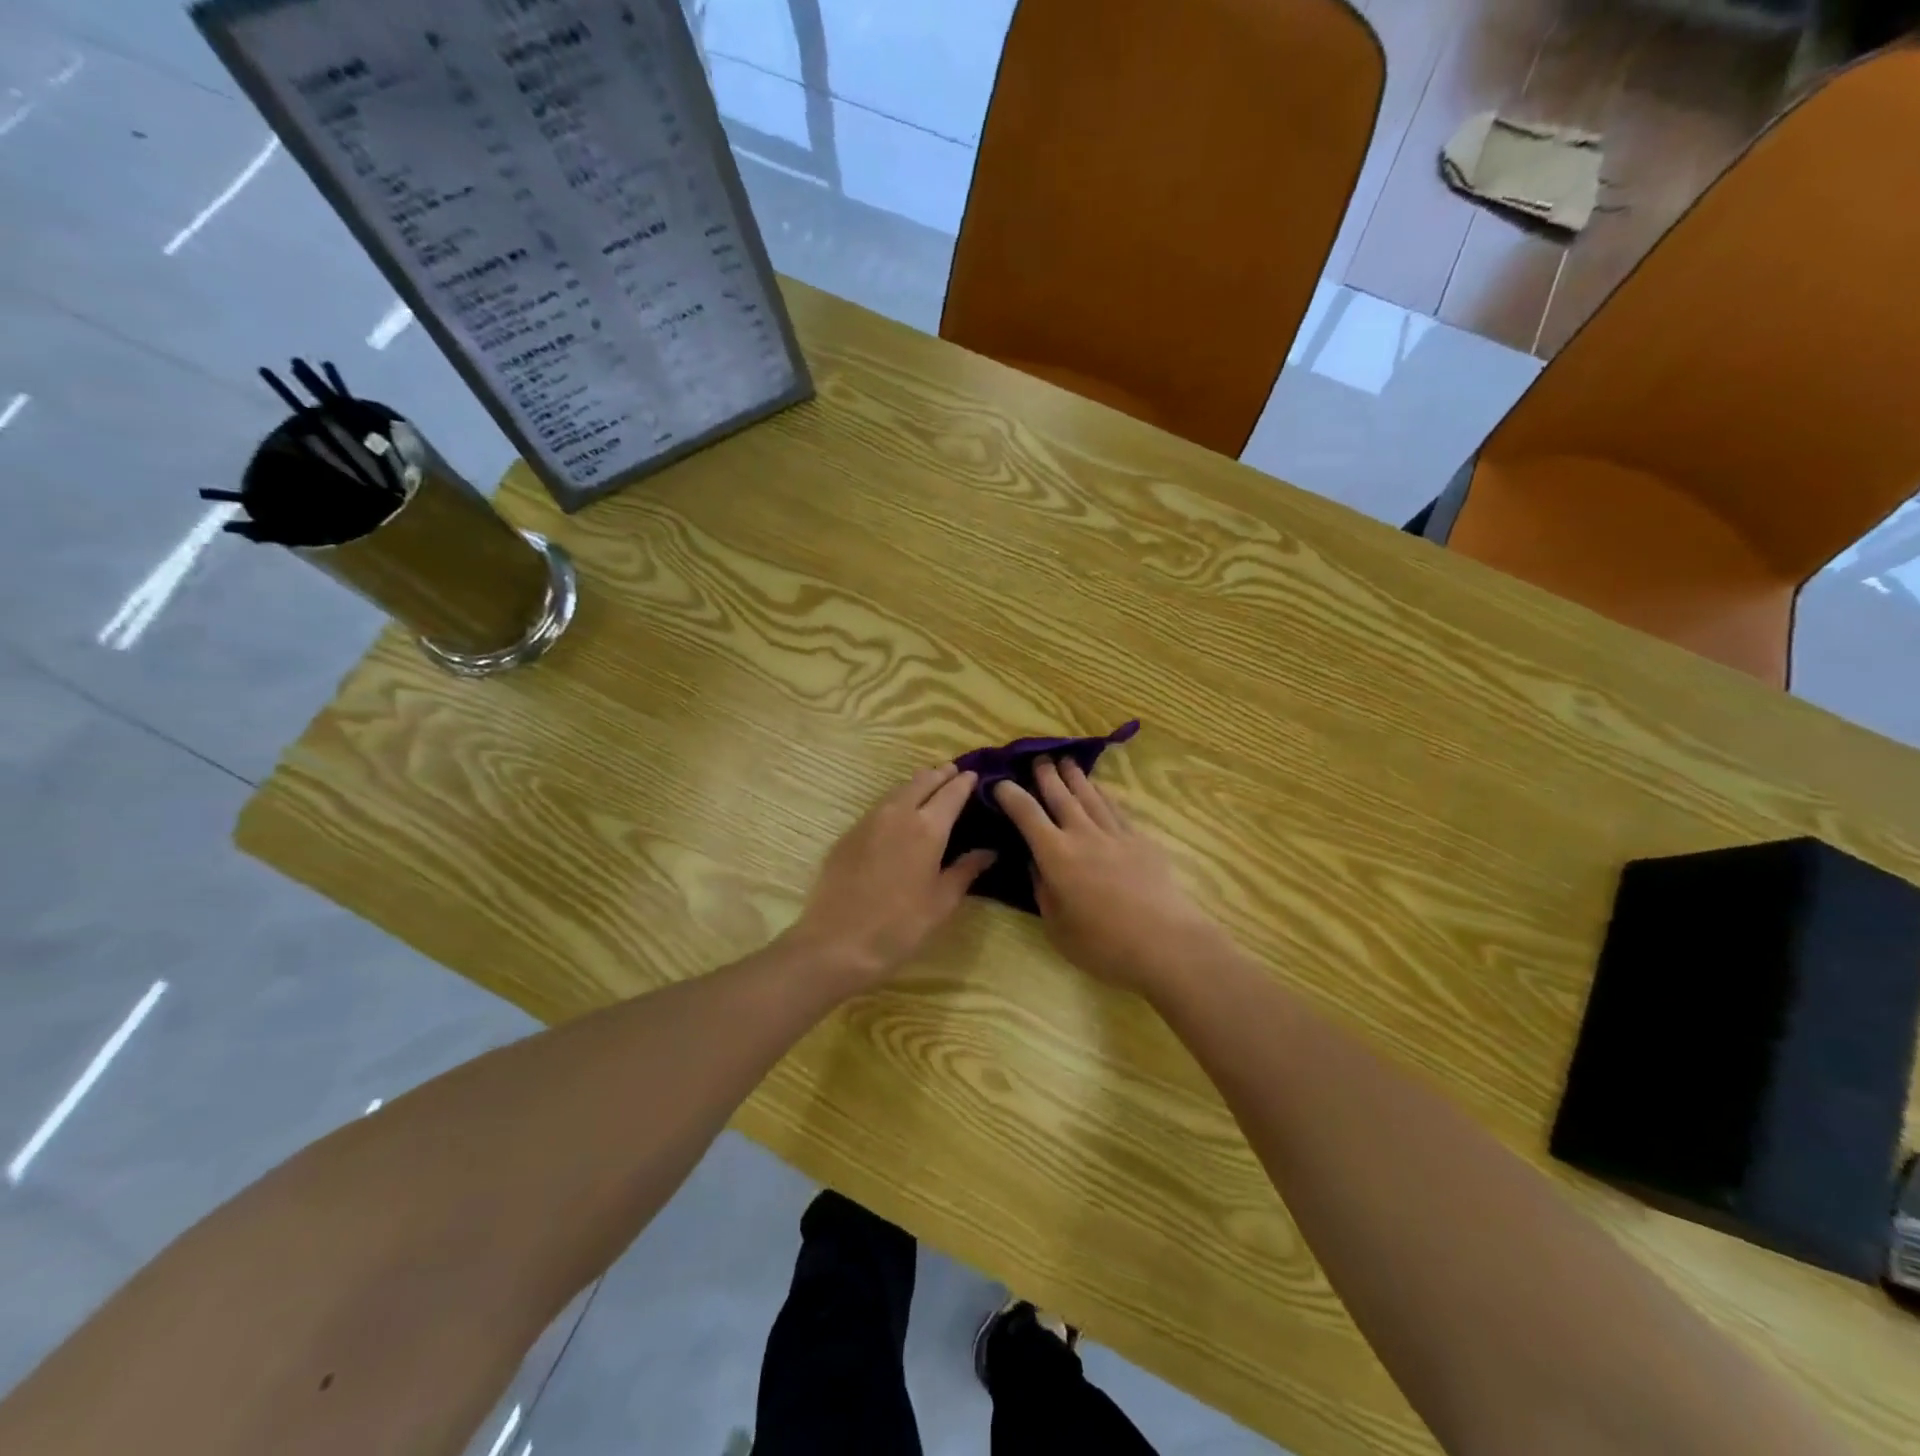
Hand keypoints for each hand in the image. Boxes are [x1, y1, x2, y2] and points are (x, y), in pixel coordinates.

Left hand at [785, 763, 995, 991]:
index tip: (975, 776)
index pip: (952, 792)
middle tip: (954, 773)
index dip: (965, 782)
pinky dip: (896, 800)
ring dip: (917, 784)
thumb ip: (966, 870)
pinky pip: (879, 806)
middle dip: (941, 775)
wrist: (837, 943)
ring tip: (930, 787)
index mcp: (928, 827)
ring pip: (898, 789)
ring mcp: (869, 820)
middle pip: (923, 780)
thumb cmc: (899, 926)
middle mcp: (898, 813)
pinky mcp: (849, 833)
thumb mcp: (942, 902)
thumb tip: (988, 851)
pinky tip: (899, 813)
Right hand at [994, 759, 1223, 994]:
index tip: (1000, 783)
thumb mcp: (1057, 926)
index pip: (1027, 814)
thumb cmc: (1103, 944)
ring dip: (1075, 777)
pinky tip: (1100, 790)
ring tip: (1066, 762)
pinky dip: (1104, 795)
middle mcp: (1083, 834)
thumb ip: (1043, 890)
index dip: (1011, 795)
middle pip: (1061, 796)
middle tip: (1038, 758)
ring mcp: (1115, 834)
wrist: (1164, 942)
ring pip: (1090, 796)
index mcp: (1056, 855)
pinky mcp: (1141, 841)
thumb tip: (1035, 863)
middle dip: (1046, 775)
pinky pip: (1116, 809)